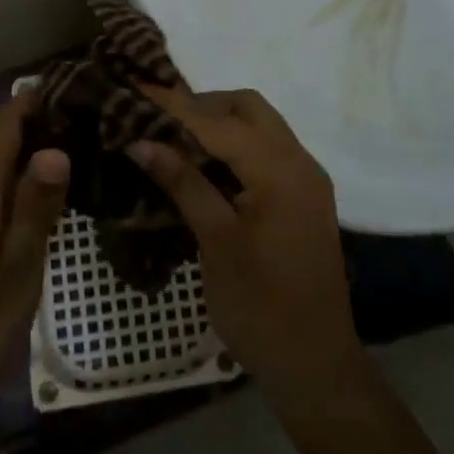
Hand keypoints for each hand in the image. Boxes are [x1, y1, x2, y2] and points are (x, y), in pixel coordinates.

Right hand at [130, 87, 365, 403]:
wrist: (316, 366)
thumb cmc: (261, 307)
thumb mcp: (215, 243)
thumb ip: (183, 183)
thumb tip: (141, 141)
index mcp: (279, 170)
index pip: (218, 122)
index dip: (175, 105)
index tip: (137, 88)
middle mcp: (300, 162)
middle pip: (248, 108)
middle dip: (203, 104)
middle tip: (160, 119)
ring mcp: (307, 178)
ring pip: (261, 125)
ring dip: (221, 122)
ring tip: (176, 137)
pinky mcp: (306, 196)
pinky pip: (269, 149)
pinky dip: (238, 144)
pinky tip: (207, 163)